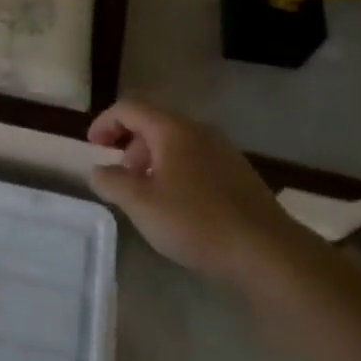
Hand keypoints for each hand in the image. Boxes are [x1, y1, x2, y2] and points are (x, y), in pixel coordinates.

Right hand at [88, 100, 293, 283]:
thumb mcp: (142, 204)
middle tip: (122, 178)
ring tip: (149, 197)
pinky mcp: (238, 175)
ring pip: (176, 144)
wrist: (267, 252)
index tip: (92, 148)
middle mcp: (198, 130)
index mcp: (172, 129)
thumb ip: (113, 182)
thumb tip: (99, 170)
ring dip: (153, 161)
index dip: (105, 123)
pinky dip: (176, 173)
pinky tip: (180, 208)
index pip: (129, 108)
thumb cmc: (196, 222)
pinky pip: (196, 161)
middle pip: (153, 124)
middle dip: (130, 146)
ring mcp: (223, 151)